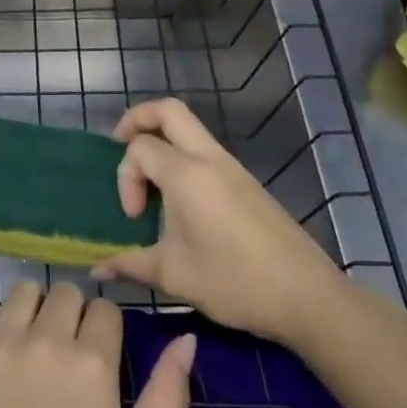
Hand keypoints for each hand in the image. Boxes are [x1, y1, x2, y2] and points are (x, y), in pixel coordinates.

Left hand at [0, 281, 194, 407]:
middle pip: (65, 292)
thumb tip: (185, 339)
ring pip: (22, 291)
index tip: (97, 356)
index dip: (104, 330)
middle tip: (62, 353)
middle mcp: (45, 338)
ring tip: (26, 347)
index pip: (105, 309)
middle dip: (70, 314)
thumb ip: (167, 397)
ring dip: (30, 311)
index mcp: (91, 362)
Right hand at [92, 98, 349, 347]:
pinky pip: (205, 151)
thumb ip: (130, 264)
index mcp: (187, 174)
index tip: (134, 217)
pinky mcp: (247, 183)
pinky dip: (182, 158)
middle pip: (169, 110)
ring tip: (150, 182)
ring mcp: (233, 168)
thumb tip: (98, 269)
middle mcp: (209, 159)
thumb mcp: (174, 276)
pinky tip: (180, 201)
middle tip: (121, 146)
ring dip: (162, 141)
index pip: (139, 147)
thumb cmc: (235, 281)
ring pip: (190, 129)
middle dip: (137, 119)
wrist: (309, 297)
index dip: (125, 177)